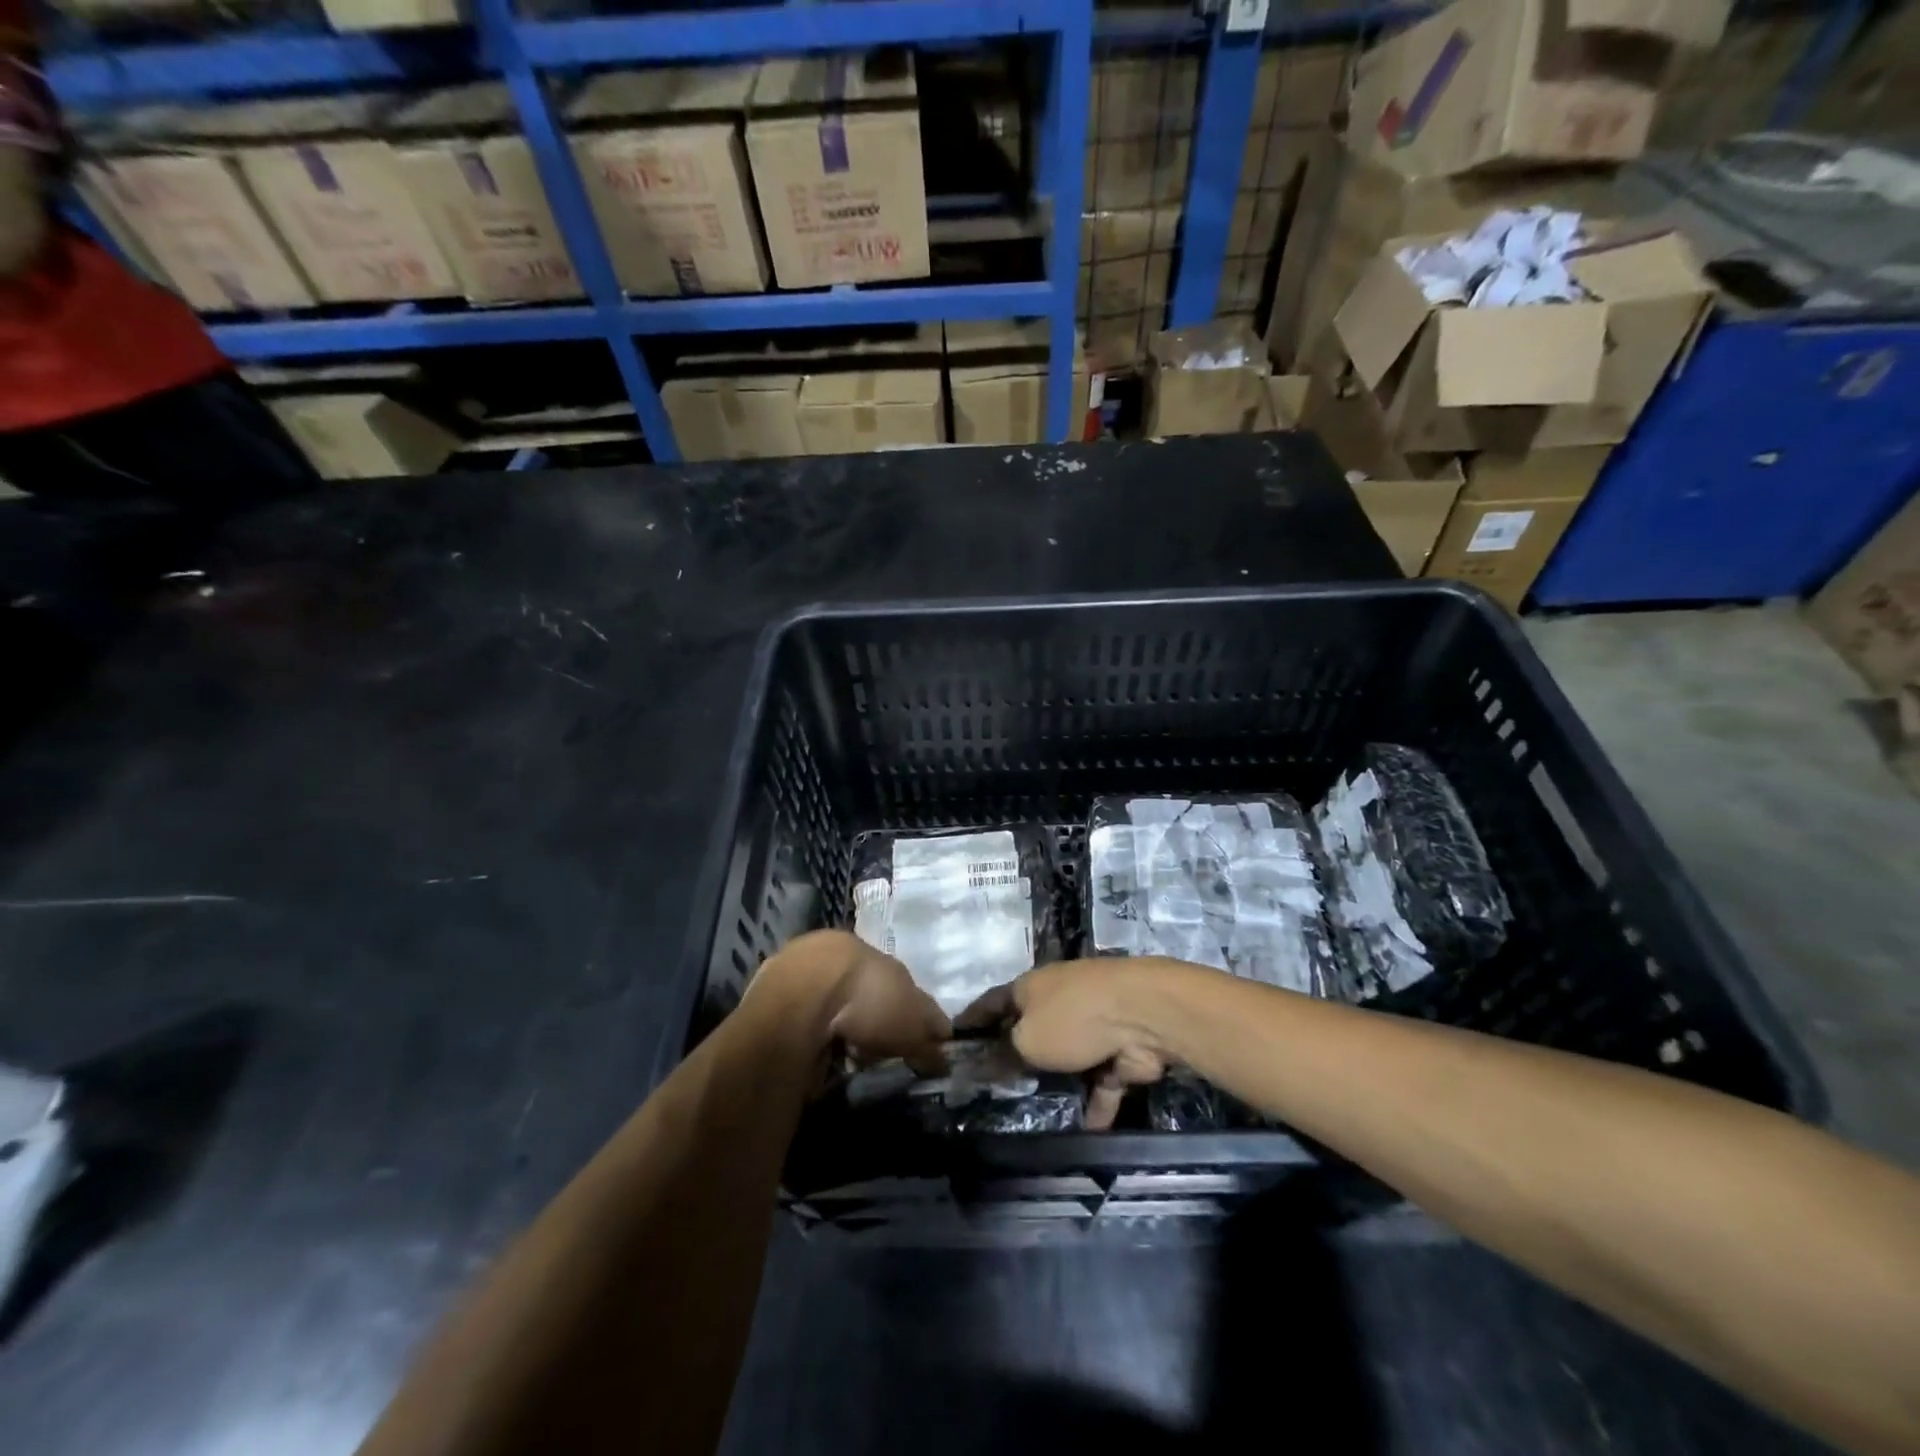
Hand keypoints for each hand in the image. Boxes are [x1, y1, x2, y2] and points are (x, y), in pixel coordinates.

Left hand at [750, 930, 949, 1064]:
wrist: (797, 1000)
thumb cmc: (866, 1000)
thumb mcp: (913, 1023)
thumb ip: (930, 1037)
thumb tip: (944, 1054)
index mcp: (868, 950)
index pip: (894, 979)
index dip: (905, 1009)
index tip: (909, 1038)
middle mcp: (832, 952)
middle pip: (857, 989)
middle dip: (867, 1018)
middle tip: (875, 1050)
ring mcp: (795, 971)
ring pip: (824, 1002)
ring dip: (835, 1027)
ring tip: (843, 1058)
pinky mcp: (766, 996)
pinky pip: (798, 1020)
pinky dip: (809, 1036)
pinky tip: (814, 1056)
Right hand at [958, 961, 1171, 1129]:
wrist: (1143, 1015)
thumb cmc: (1072, 1018)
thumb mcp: (1026, 1040)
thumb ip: (1005, 1054)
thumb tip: (985, 1064)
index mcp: (1030, 988)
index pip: (992, 1003)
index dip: (972, 1021)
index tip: (955, 1042)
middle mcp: (1059, 1000)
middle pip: (1031, 1030)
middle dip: (1018, 1057)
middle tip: (997, 1091)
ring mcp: (1092, 1024)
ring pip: (1068, 1058)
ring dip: (1059, 1083)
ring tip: (1037, 1116)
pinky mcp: (1119, 1050)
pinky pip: (1101, 1081)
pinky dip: (1096, 1104)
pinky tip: (1086, 1134)